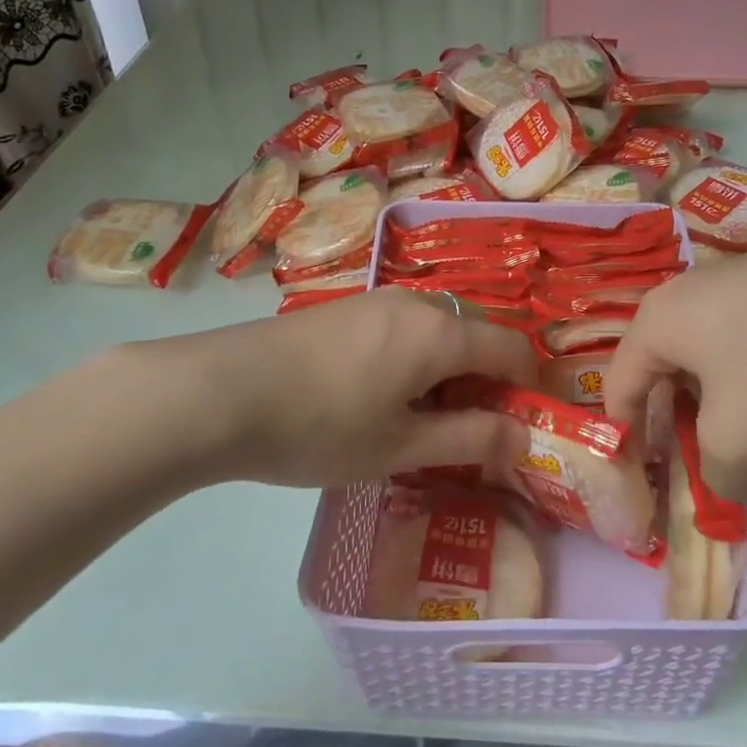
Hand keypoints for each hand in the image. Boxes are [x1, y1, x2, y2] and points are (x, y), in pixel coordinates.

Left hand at [140, 289, 537, 490]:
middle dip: (484, 383)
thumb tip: (523, 436)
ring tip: (415, 422)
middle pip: (475, 335)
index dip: (526, 388)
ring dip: (446, 372)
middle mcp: (416, 302)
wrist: (219, 392)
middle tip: (462, 435)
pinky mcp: (346, 308)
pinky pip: (403, 328)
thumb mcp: (400, 446)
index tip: (517, 430)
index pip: (512, 348)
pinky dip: (413, 360)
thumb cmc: (320, 426)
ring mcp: (377, 300)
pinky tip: (376, 398)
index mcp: (441, 332)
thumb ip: (469, 439)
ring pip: (437, 331)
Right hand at [605, 222, 746, 499]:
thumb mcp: (741, 436)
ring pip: (703, 354)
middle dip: (673, 421)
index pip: (618, 386)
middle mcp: (682, 294)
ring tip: (740, 437)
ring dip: (712, 401)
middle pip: (660, 369)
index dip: (626, 437)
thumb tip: (726, 489)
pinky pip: (740, 338)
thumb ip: (717, 476)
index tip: (645, 479)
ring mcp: (730, 283)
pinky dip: (746, 376)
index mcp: (656, 322)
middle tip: (693, 463)